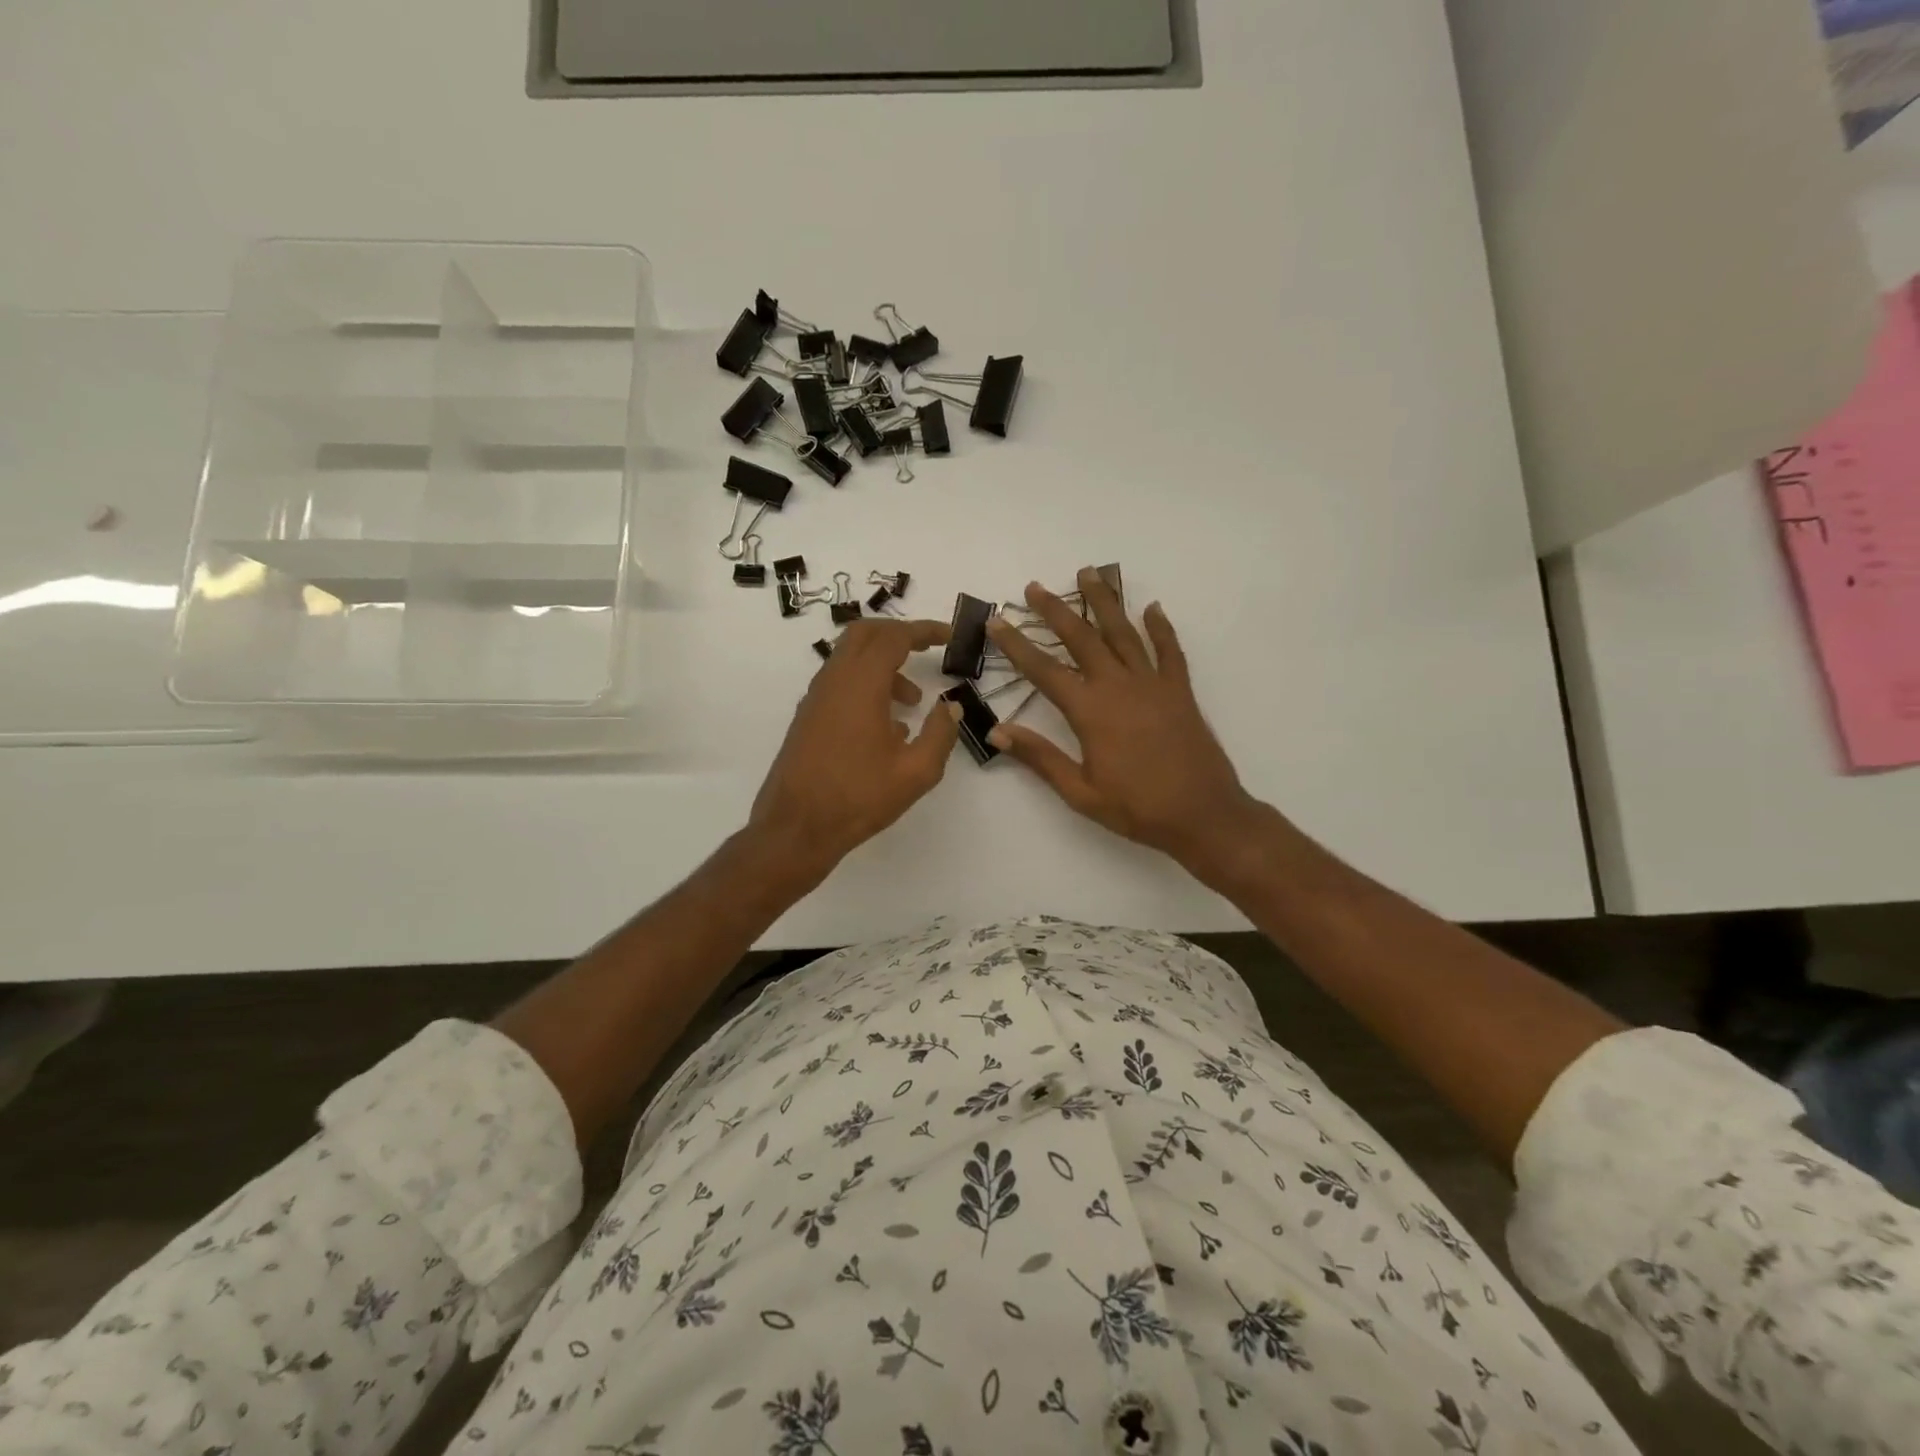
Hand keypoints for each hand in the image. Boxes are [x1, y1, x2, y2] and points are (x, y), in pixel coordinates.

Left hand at [750, 617, 961, 881]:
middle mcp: (834, 680)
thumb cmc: (859, 797)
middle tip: (927, 648)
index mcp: (861, 684)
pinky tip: (887, 726)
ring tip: (913, 701)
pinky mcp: (808, 717)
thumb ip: (940, 734)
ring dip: (884, 665)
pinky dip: (866, 685)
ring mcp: (816, 698)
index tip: (949, 635)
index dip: (924, 630)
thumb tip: (951, 707)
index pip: (894, 637)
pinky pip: (840, 683)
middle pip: (864, 633)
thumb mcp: (916, 771)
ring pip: (850, 658)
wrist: (796, 827)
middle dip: (899, 634)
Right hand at [986, 569, 1260, 878]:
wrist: (1204, 815)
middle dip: (1056, 610)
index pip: (1044, 670)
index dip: (1017, 644)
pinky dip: (1161, 627)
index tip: (997, 620)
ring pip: (1123, 632)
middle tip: (1035, 586)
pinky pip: (1169, 650)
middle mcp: (1119, 686)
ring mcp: (1153, 684)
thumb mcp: (1080, 792)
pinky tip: (1152, 607)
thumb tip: (997, 731)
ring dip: (1104, 602)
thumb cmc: (1137, 808)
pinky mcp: (1179, 690)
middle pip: (1082, 638)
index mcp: (1090, 712)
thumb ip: (1040, 757)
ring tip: (1088, 573)